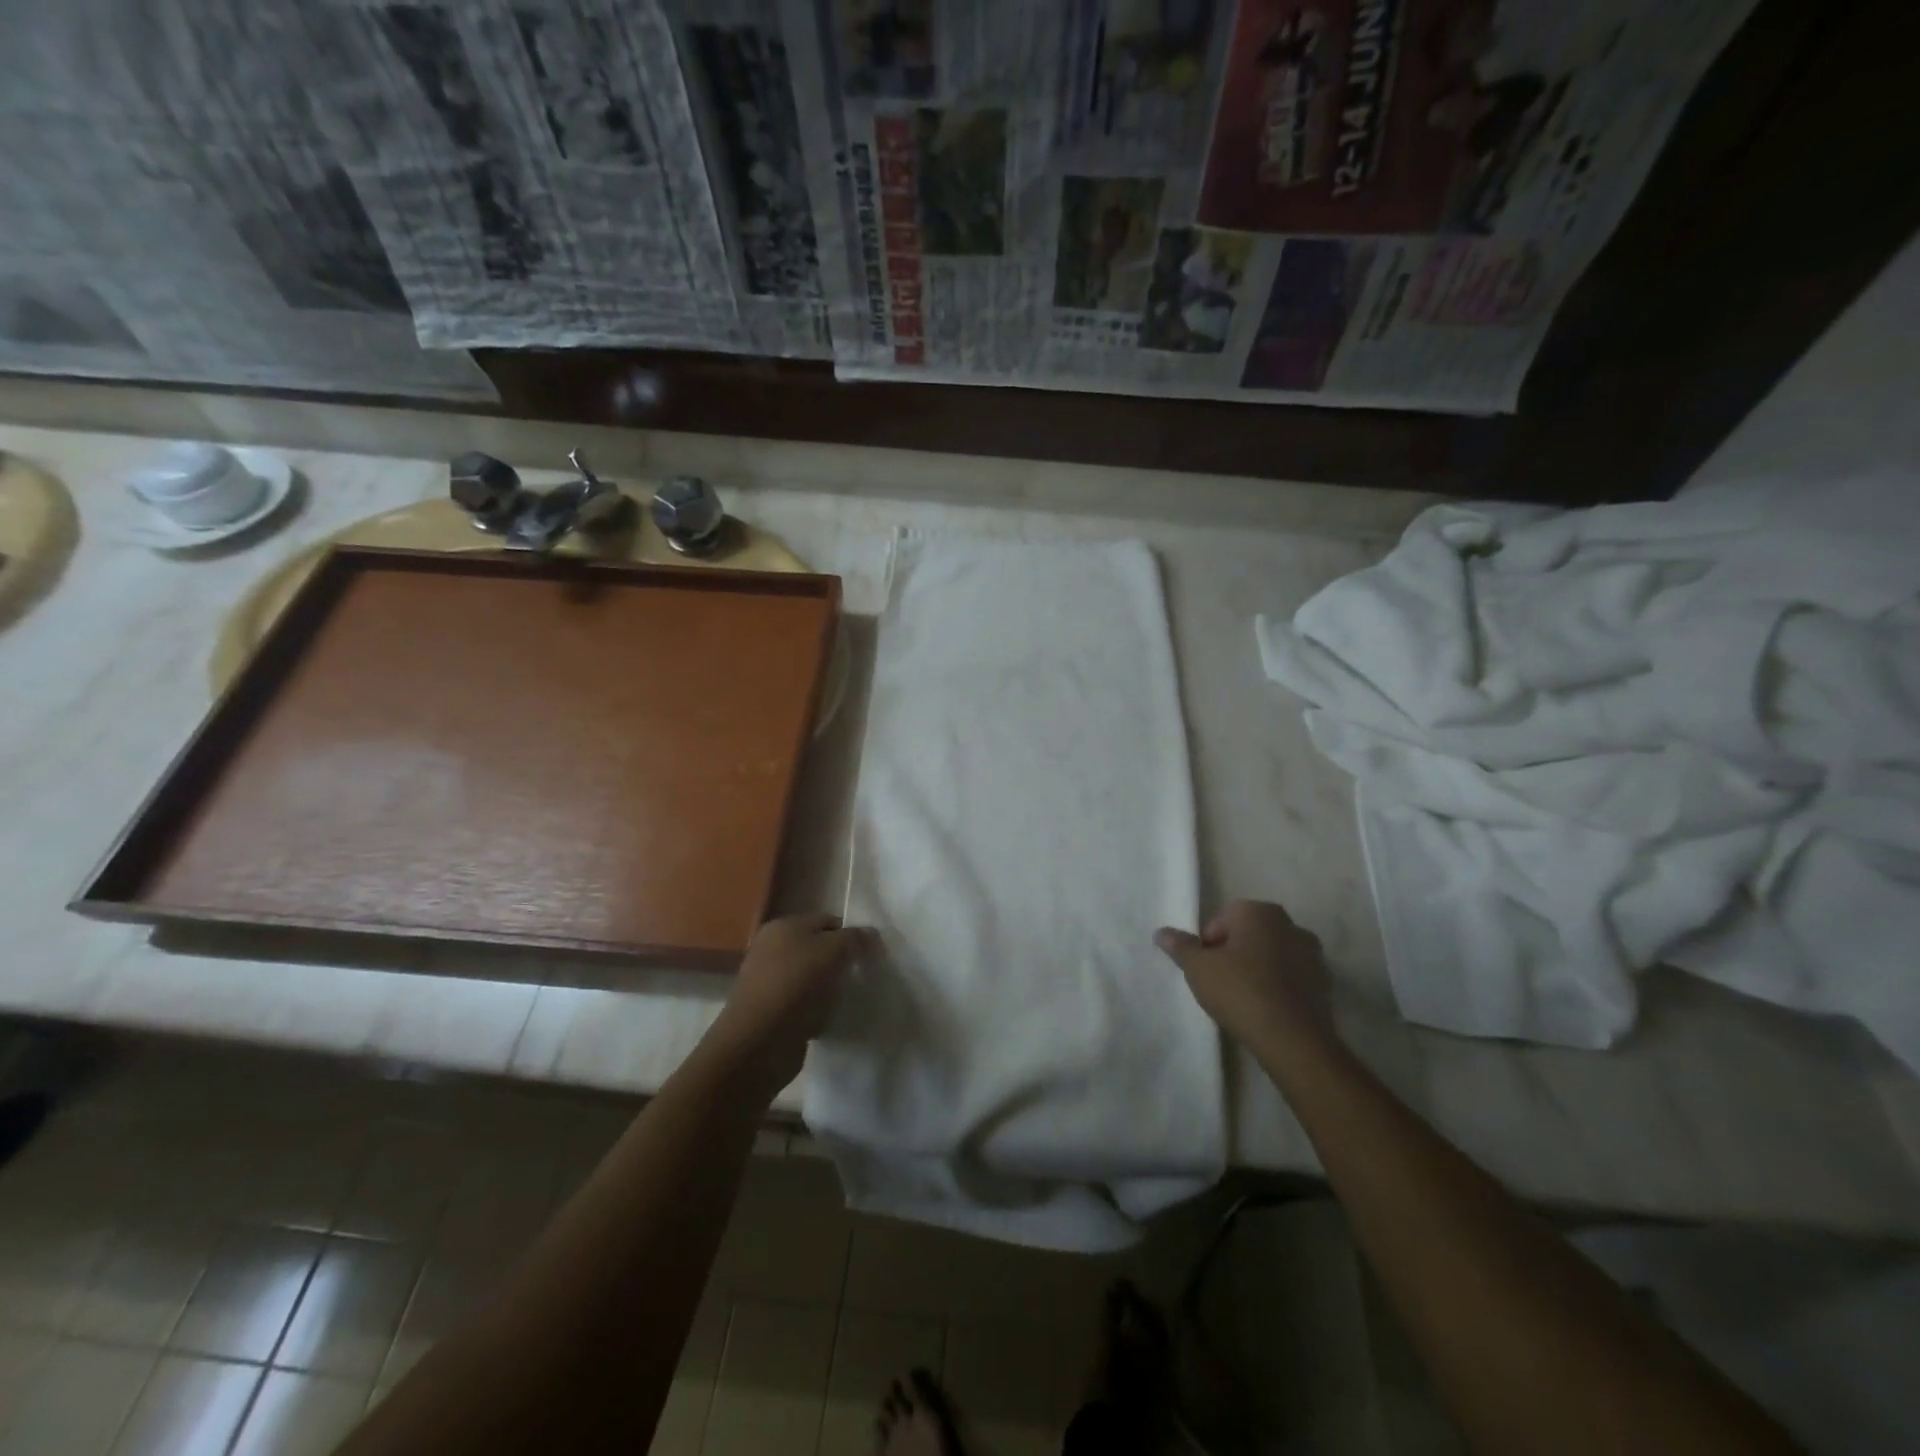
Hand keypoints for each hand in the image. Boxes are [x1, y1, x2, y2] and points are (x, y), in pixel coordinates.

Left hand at [711, 913, 866, 1091]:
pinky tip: (831, 1018)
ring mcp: (770, 981)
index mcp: (783, 926)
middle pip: (819, 949)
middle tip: (864, 976)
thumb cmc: (796, 985)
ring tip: (849, 999)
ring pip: (813, 977)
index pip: (828, 921)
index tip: (873, 955)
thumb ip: (855, 938)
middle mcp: (772, 948)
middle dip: (842, 961)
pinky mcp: (772, 1011)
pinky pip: (804, 1003)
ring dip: (831, 988)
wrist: (759, 1042)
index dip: (853, 934)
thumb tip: (871, 935)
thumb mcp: (832, 951)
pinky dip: (818, 1009)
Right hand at [1155, 900, 1332, 1051]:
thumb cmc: (1240, 991)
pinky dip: (1277, 987)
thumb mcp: (1198, 968)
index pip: (1222, 919)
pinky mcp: (1325, 984)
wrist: (1293, 1040)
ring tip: (1242, 998)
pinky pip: (1291, 978)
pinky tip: (1265, 1009)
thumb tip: (1161, 932)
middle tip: (1219, 982)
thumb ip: (1180, 946)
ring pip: (1272, 955)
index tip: (1204, 969)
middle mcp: (1291, 925)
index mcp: (1260, 912)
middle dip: (1233, 953)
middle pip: (1249, 935)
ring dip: (1257, 969)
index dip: (1208, 944)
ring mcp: (1313, 955)